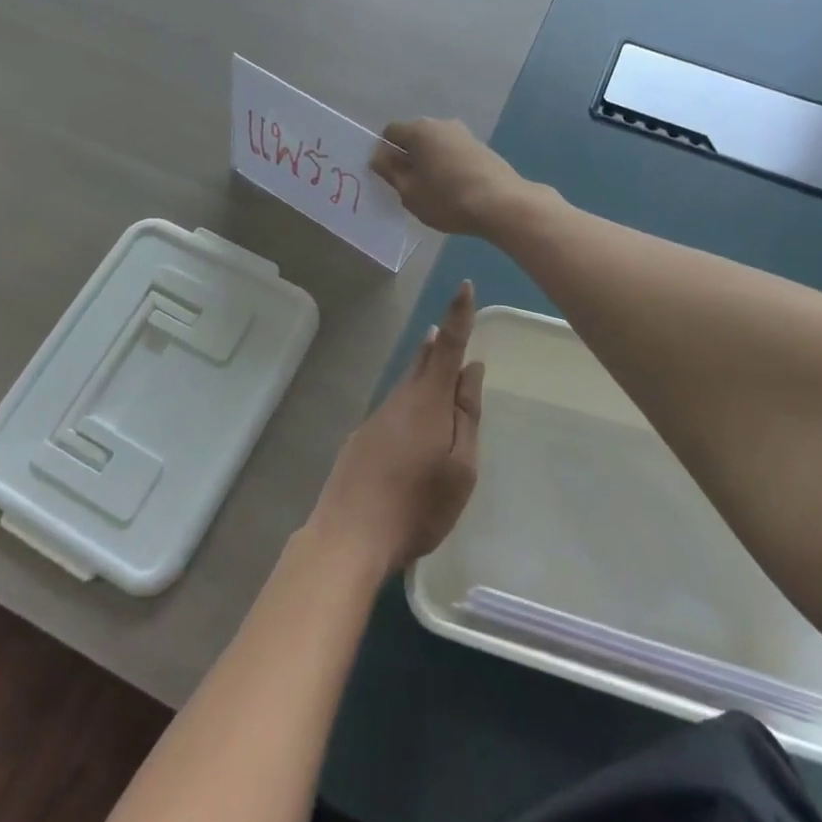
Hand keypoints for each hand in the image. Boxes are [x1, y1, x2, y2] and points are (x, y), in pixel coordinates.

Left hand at [308, 282, 484, 573]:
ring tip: (436, 363)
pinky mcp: (362, 440)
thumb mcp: (461, 467)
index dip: (458, 315)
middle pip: (424, 362)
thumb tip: (472, 369)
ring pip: (407, 387)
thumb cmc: (418, 505)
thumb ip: (467, 415)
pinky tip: (413, 425)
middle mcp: (400, 400)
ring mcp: (376, 419)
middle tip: (449, 326)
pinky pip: (394, 411)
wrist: (349, 535)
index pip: (448, 347)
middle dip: (439, 343)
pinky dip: (409, 404)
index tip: (463, 285)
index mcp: (428, 402)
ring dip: (424, 372)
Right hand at [371, 119, 530, 237]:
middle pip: (414, 137)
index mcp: (419, 130)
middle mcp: (441, 124)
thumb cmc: (447, 199)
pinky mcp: (481, 147)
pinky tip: (453, 189)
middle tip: (409, 186)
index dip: (385, 153)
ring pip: (435, 145)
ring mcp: (464, 134)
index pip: (390, 133)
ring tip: (433, 190)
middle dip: (407, 157)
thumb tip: (379, 156)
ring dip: (429, 162)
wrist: (501, 204)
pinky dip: (447, 165)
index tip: (390, 177)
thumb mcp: (409, 192)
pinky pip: (452, 152)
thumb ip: (390, 171)